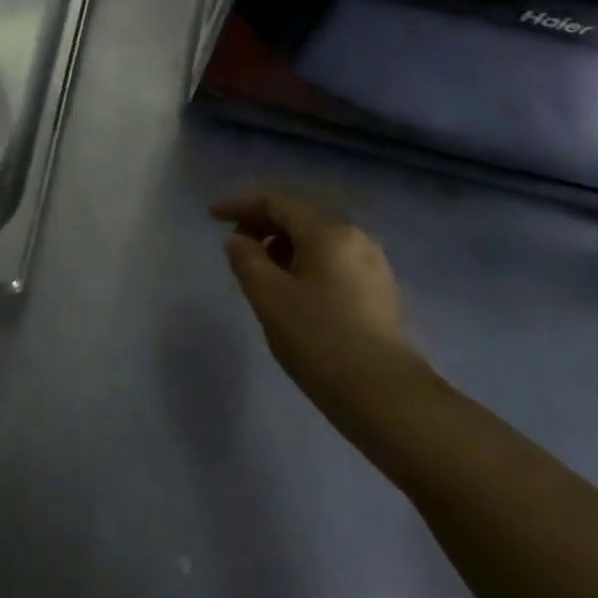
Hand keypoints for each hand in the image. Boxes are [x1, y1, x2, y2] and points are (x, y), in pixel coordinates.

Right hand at [212, 189, 426, 408]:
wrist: (385, 395)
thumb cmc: (319, 339)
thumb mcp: (269, 297)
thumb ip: (246, 259)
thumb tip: (239, 239)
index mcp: (328, 231)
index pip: (277, 202)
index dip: (241, 204)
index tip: (212, 216)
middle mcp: (355, 236)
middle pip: (300, 216)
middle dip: (263, 223)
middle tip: (235, 243)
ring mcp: (372, 263)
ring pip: (318, 239)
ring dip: (284, 244)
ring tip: (261, 269)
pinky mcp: (379, 290)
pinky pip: (333, 260)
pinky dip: (305, 262)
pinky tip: (293, 289)